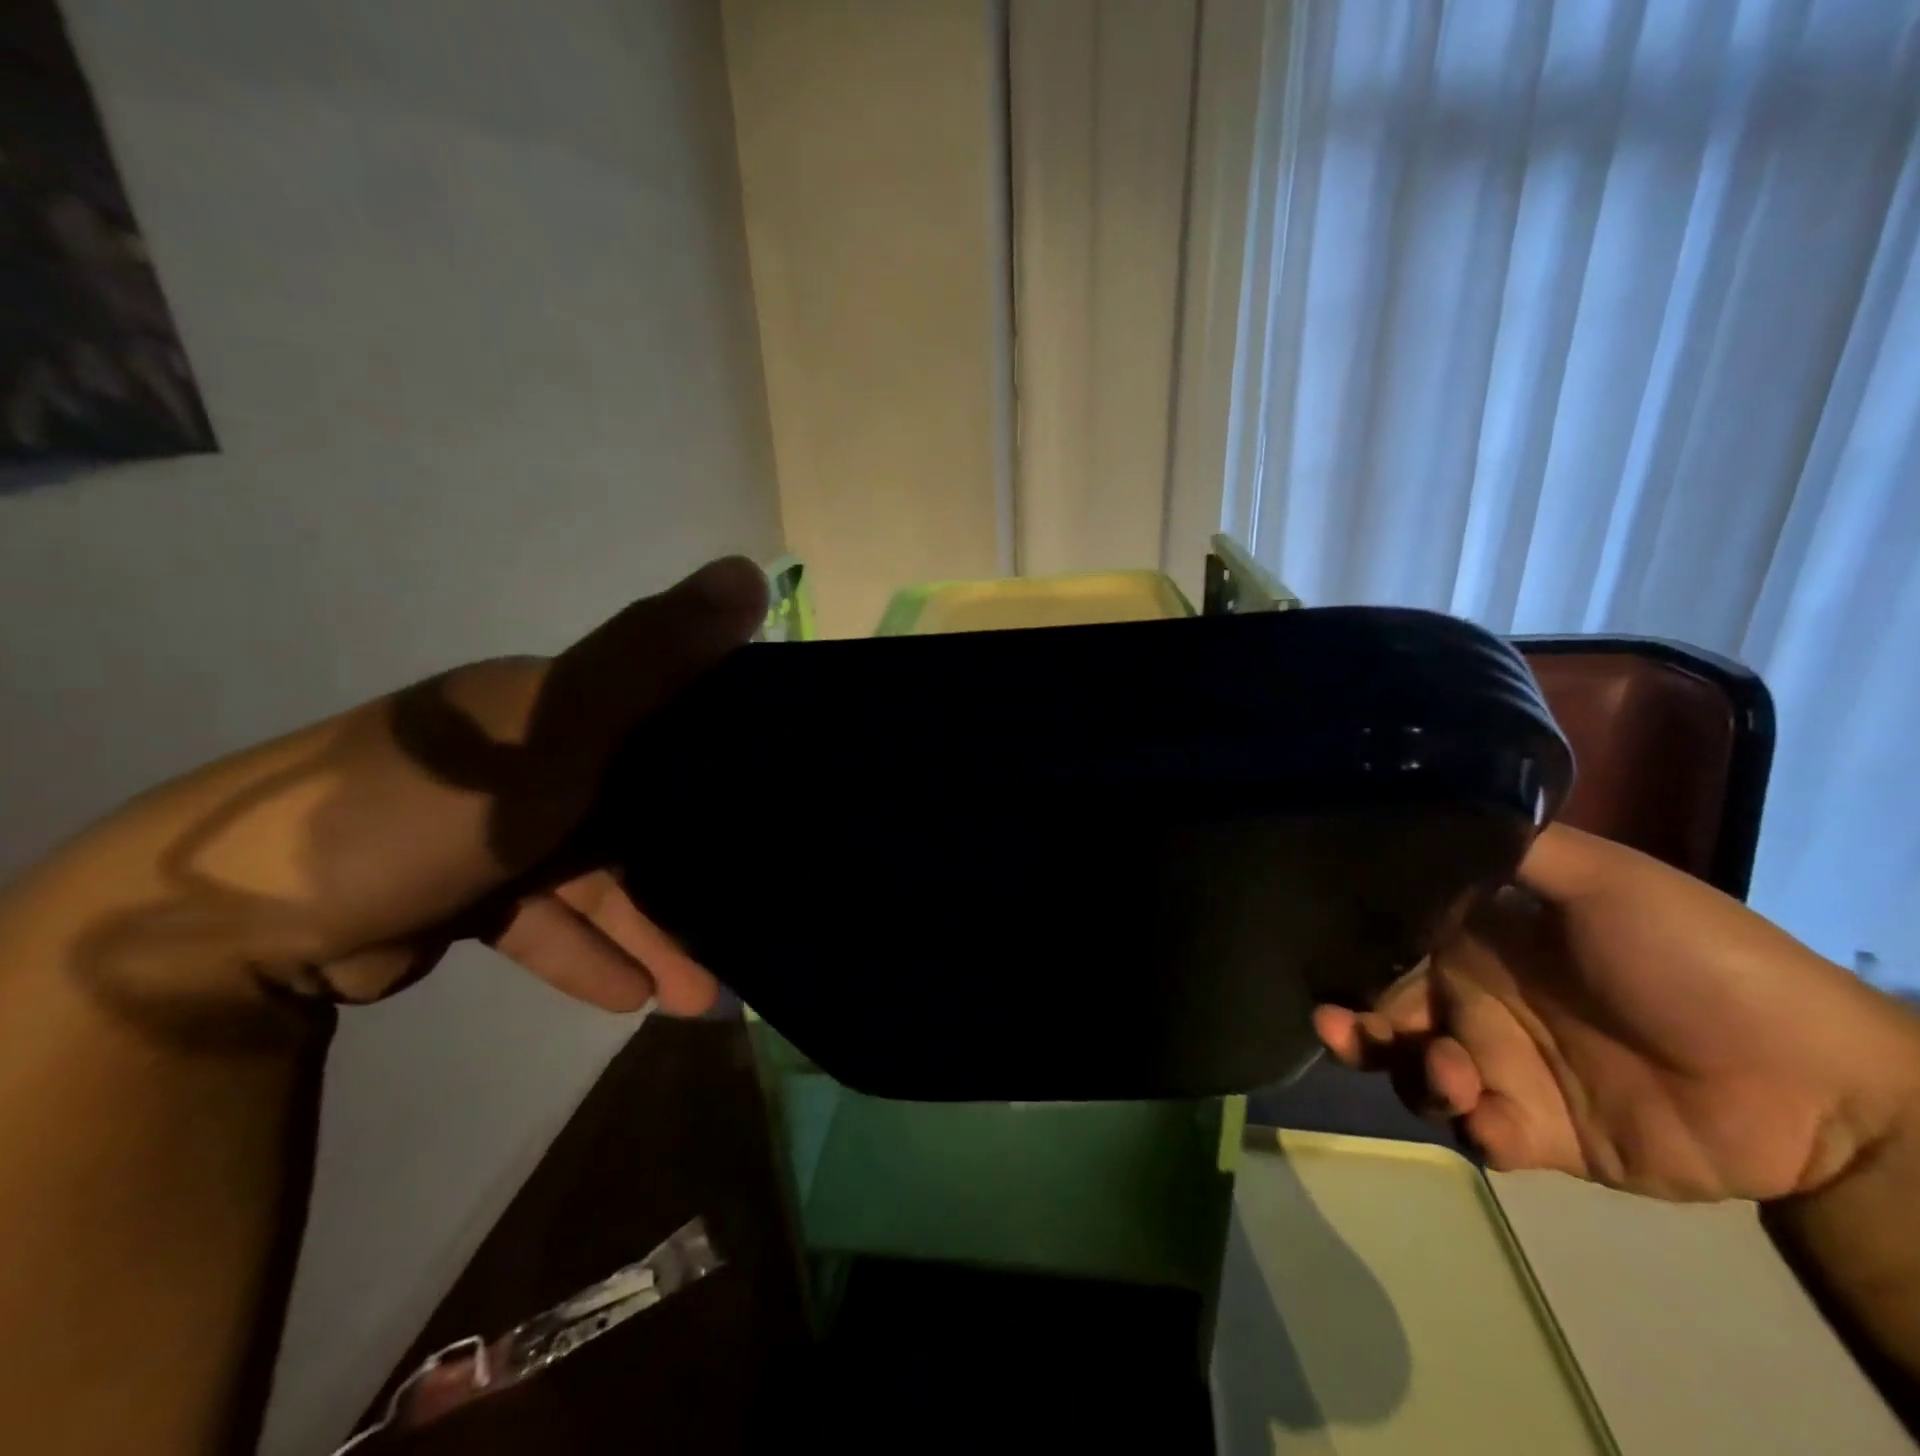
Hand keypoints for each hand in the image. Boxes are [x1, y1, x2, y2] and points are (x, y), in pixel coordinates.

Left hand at [51, 557, 767, 1044]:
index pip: (671, 714)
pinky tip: (629, 996)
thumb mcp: (561, 722)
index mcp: (561, 703)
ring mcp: (500, 825)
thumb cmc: (433, 802)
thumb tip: (749, 571)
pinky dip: (584, 954)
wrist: (238, 917)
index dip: (732, 750)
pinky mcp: (466, 888)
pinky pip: (546, 920)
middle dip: (696, 867)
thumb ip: (654, 655)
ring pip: (601, 878)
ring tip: (701, 993)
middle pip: (644, 809)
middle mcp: (536, 755)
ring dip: (650, 931)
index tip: (786, 798)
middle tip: (751, 918)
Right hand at [1313, 824, 1919, 1201]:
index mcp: (1482, 945)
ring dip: (1414, 1075)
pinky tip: (1493, 1119)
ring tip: (1449, 1074)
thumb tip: (1429, 809)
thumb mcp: (1608, 880)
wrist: (1822, 1085)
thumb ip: (1519, 848)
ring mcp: (1509, 1070)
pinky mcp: (1542, 1133)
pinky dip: (1474, 1130)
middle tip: (1338, 1024)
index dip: (1353, 952)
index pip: (1394, 945)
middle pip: (1390, 1015)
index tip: (1320, 953)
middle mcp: (1480, 1004)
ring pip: (1419, 1075)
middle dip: (1355, 1024)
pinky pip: (1481, 1137)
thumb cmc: (1699, 961)